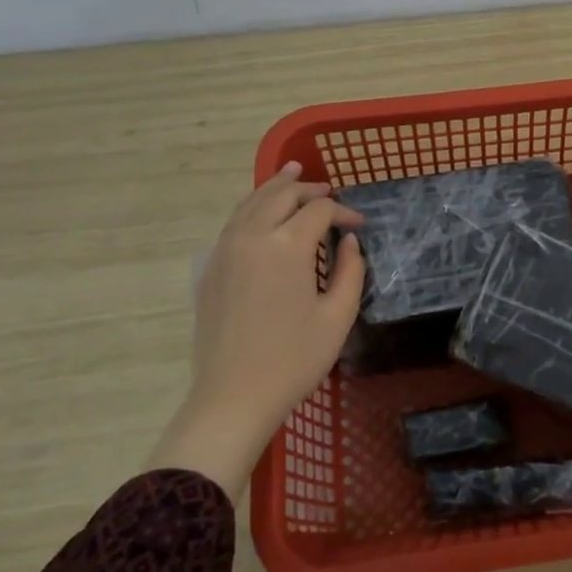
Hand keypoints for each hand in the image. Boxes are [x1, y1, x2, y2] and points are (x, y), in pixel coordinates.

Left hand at [148, 161, 364, 495]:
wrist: (232, 397)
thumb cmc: (293, 360)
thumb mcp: (337, 318)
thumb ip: (350, 272)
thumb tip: (348, 243)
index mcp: (286, 247)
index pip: (318, 211)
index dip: (343, 212)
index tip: (360, 226)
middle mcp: (251, 237)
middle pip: (280, 195)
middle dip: (309, 189)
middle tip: (329, 192)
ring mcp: (225, 251)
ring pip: (250, 202)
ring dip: (276, 187)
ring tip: (292, 173)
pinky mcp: (211, 268)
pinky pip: (234, 222)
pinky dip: (253, 206)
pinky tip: (263, 212)